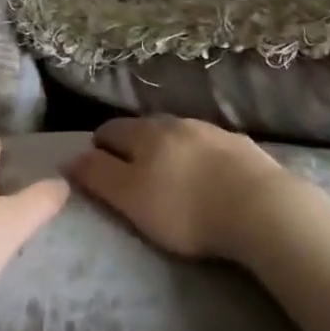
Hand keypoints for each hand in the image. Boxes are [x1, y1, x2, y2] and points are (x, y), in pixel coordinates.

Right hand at [67, 116, 303, 261]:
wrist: (260, 207)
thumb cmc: (185, 208)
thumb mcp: (131, 198)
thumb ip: (98, 176)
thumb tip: (69, 157)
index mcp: (145, 133)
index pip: (111, 130)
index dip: (98, 146)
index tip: (95, 164)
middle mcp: (176, 122)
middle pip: (145, 128)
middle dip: (133, 145)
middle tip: (130, 172)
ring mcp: (212, 131)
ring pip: (179, 134)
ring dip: (168, 149)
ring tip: (169, 174)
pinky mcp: (241, 147)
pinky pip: (210, 146)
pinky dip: (200, 157)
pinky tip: (208, 176)